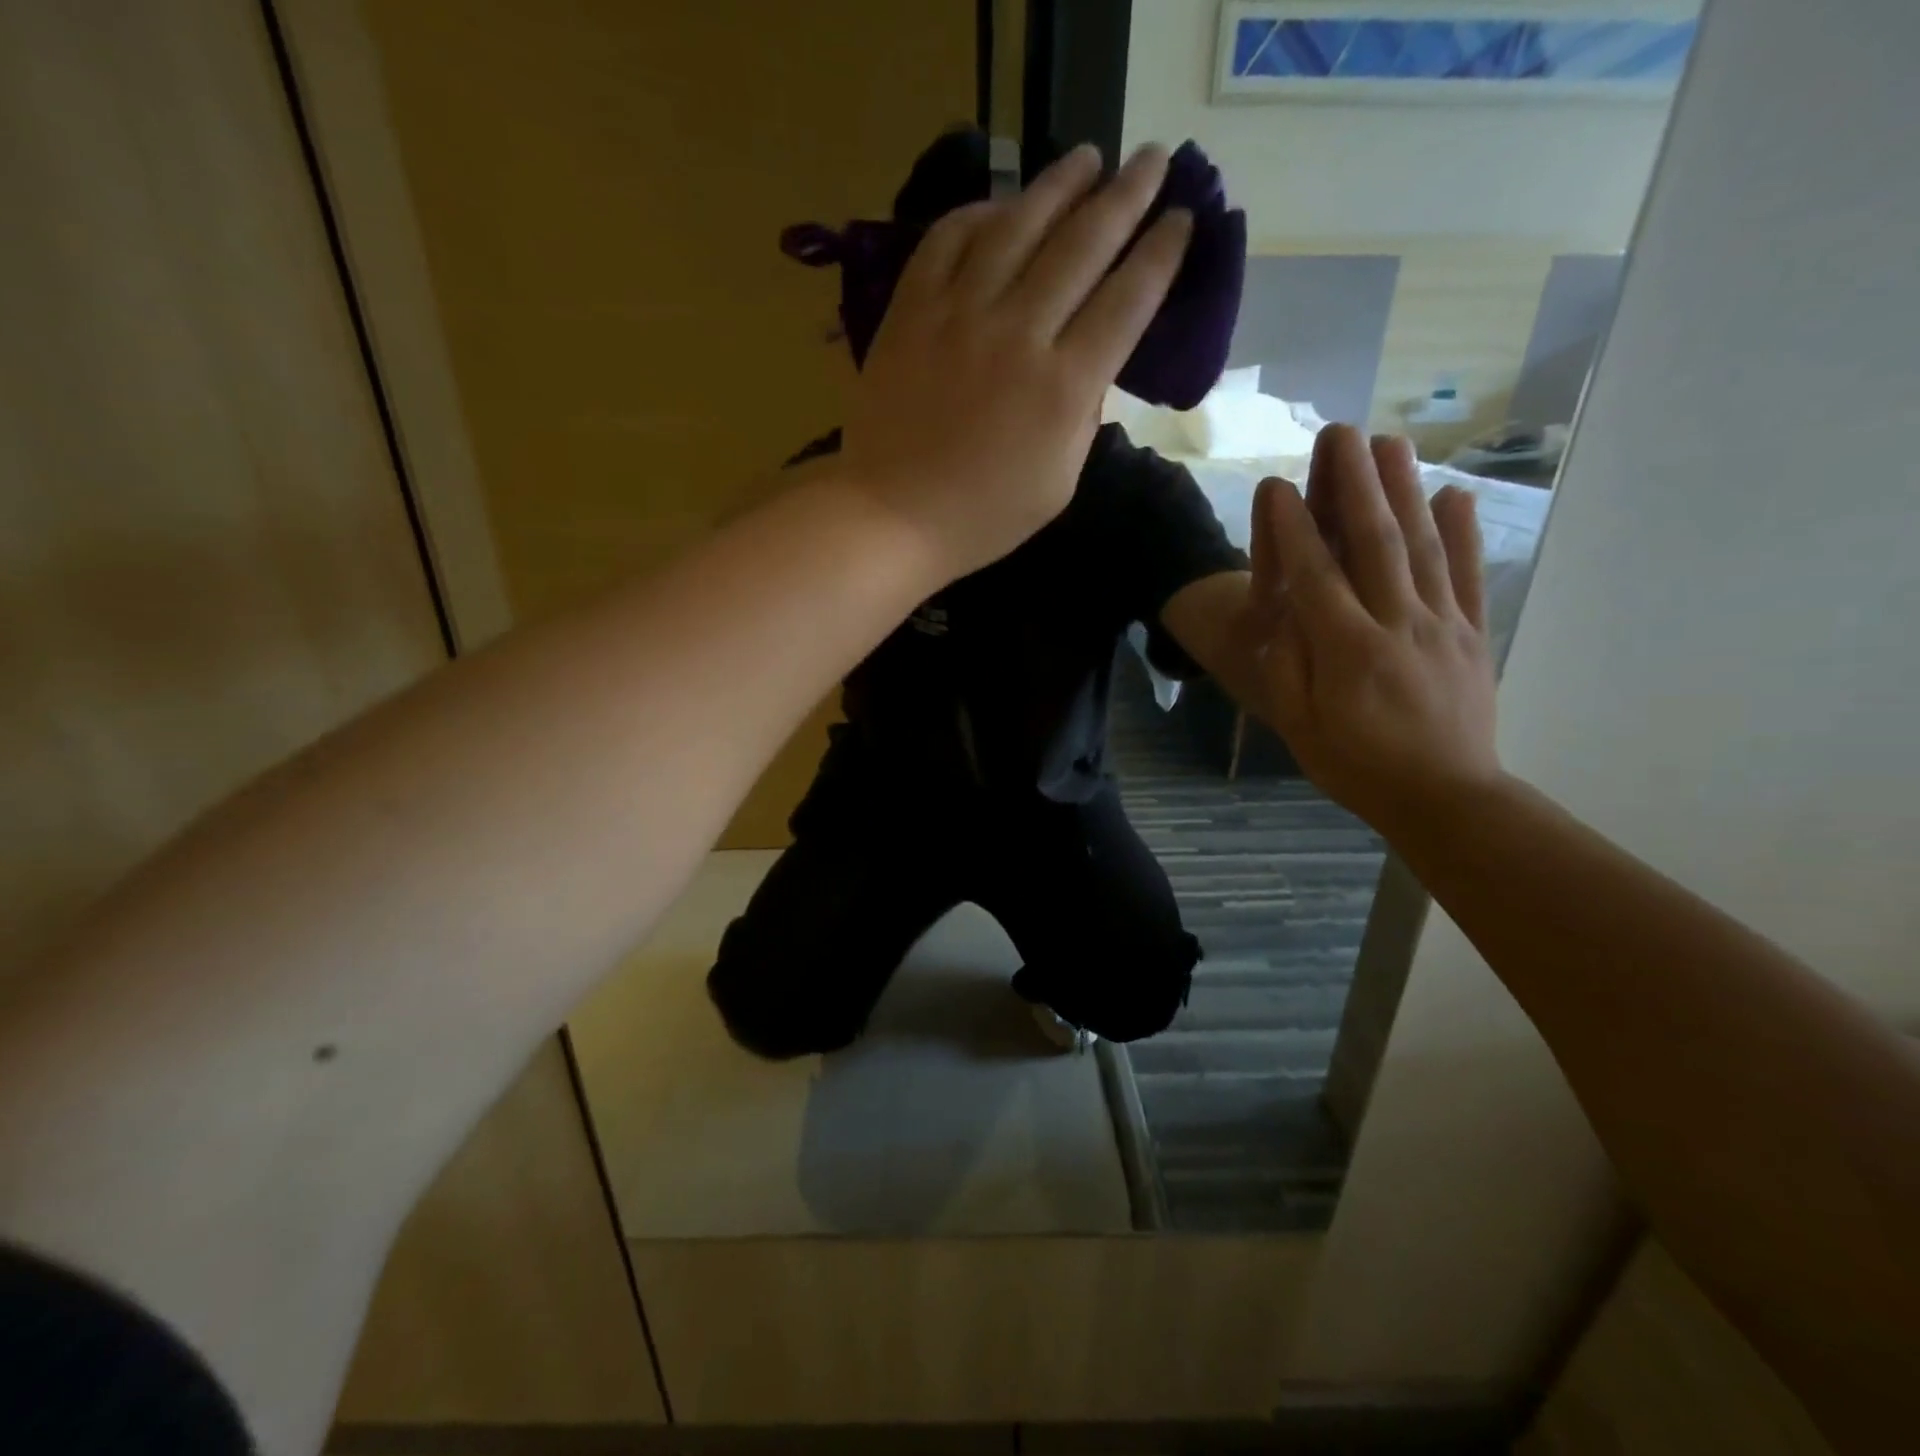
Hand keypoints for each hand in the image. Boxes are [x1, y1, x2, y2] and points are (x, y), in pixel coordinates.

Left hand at [839, 144, 1193, 580]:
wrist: (892, 516)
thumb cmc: (982, 516)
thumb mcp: (1058, 484)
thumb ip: (1082, 417)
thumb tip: (1090, 364)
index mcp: (1063, 387)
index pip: (1127, 299)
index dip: (1160, 252)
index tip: (1181, 218)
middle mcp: (1019, 333)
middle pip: (1084, 244)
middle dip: (1126, 195)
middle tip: (1151, 159)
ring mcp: (960, 315)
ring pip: (1018, 225)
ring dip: (1059, 184)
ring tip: (1086, 158)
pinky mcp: (911, 310)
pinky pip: (948, 240)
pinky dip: (978, 214)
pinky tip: (1000, 207)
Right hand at [1248, 425, 1501, 838]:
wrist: (1445, 798)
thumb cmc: (1357, 766)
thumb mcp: (1300, 727)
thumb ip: (1289, 668)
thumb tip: (1284, 614)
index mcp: (1347, 649)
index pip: (1314, 575)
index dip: (1291, 527)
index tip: (1275, 484)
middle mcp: (1397, 623)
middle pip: (1375, 542)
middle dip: (1354, 483)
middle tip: (1342, 432)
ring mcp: (1442, 624)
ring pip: (1422, 546)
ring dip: (1405, 490)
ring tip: (1392, 443)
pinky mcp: (1472, 633)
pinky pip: (1468, 575)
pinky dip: (1463, 532)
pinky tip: (1454, 495)